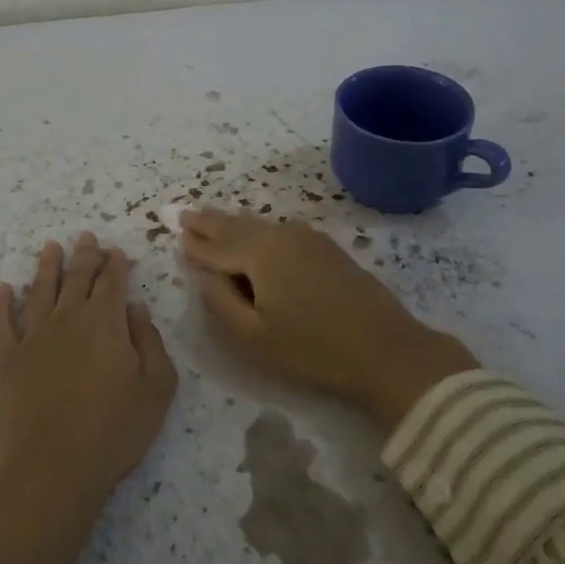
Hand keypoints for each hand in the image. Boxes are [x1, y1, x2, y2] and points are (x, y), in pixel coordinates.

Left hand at [0, 233, 177, 563]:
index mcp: (105, 322)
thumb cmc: (114, 431)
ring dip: (46, 267)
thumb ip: (150, 342)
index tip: (116, 251)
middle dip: (84, 255)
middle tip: (85, 237)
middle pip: (76, 278)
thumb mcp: (157, 388)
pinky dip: (0, 303)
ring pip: (39, 290)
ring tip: (49, 247)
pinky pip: (0, 323)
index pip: (112, 281)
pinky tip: (2, 289)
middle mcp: (68, 318)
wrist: (54, 470)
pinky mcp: (7, 360)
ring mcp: (33, 337)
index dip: (115, 264)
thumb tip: (135, 309)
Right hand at [179, 208, 476, 428]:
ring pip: (259, 225)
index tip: (176, 232)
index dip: (195, 242)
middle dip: (210, 221)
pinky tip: (256, 236)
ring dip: (234, 224)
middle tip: (187, 215)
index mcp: (259, 252)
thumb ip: (219, 302)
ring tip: (214, 221)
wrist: (387, 349)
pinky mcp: (327, 248)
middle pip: (237, 225)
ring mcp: (308, 238)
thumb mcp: (253, 337)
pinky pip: (279, 231)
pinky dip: (258, 231)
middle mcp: (281, 234)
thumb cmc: (313, 348)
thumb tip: (205, 274)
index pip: (216, 244)